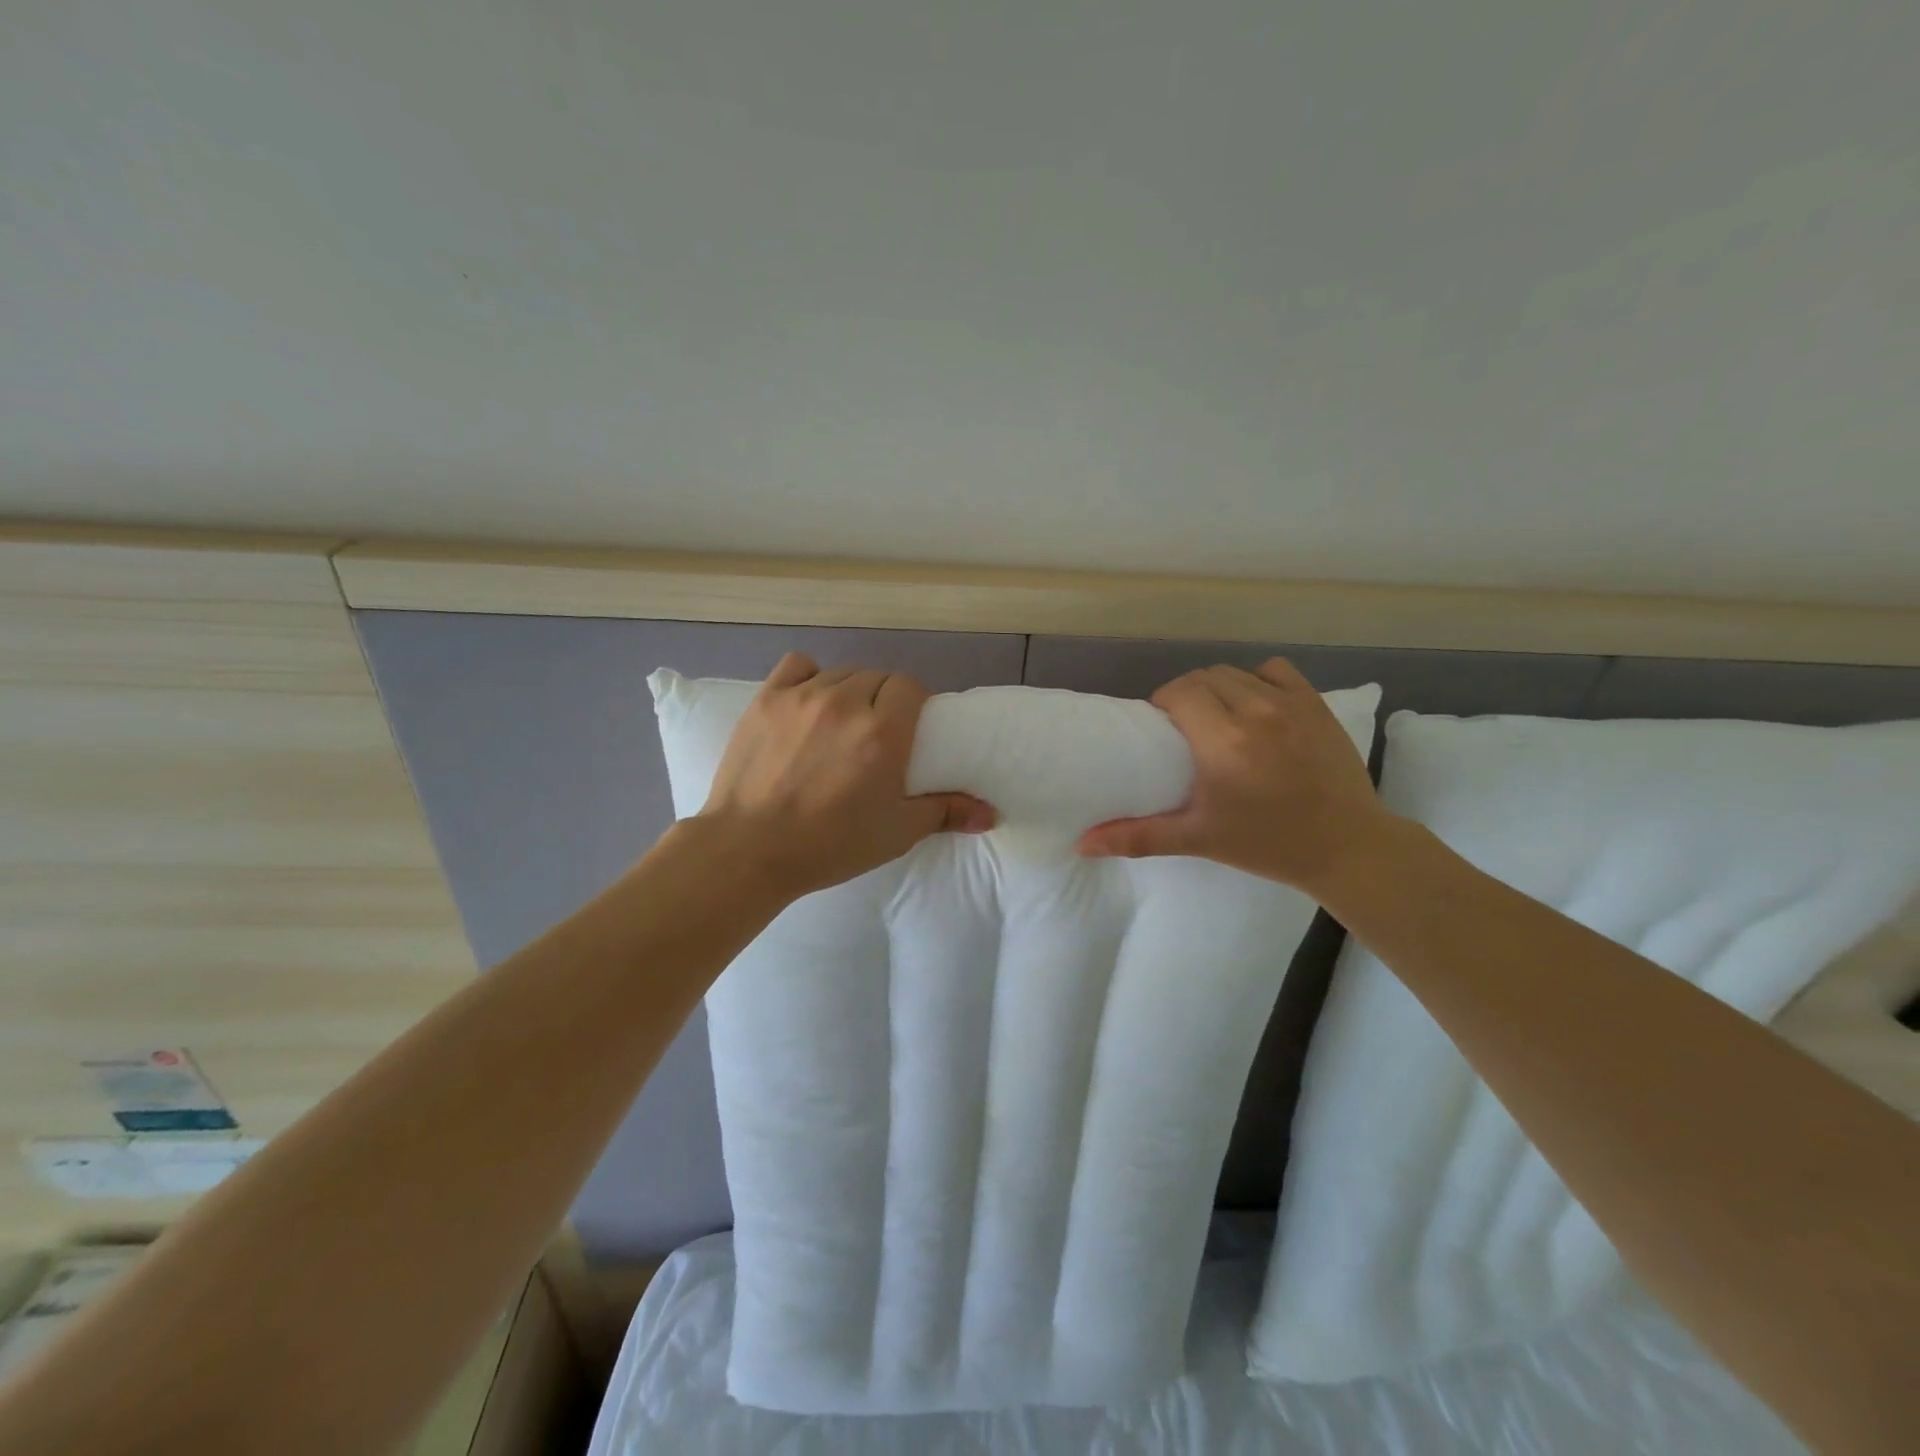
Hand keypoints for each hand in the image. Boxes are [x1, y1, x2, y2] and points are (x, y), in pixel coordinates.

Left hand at [696, 653, 995, 898]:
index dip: (915, 703)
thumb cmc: (830, 844)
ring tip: (842, 722)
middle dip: (885, 699)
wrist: (749, 850)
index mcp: (883, 732)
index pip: (911, 686)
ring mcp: (802, 696)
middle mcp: (846, 703)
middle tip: (877, 734)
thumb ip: (946, 812)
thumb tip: (991, 814)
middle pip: (879, 677)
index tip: (910, 729)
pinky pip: (798, 665)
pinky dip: (810, 677)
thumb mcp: (896, 832)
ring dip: (851, 691)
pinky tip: (808, 702)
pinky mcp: (766, 699)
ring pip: (842, 673)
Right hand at [1076, 658, 1391, 890]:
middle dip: (1186, 695)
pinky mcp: (1317, 704)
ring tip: (1217, 717)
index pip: (1179, 693)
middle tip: (1184, 727)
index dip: (1163, 704)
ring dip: (1218, 687)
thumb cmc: (1267, 844)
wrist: (1348, 846)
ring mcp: (1291, 703)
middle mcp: (1256, 711)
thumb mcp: (1199, 839)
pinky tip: (1257, 707)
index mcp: (1223, 741)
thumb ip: (1138, 836)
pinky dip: (1257, 681)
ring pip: (1236, 672)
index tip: (1161, 729)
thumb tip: (1082, 844)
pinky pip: (1276, 671)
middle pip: (1204, 677)